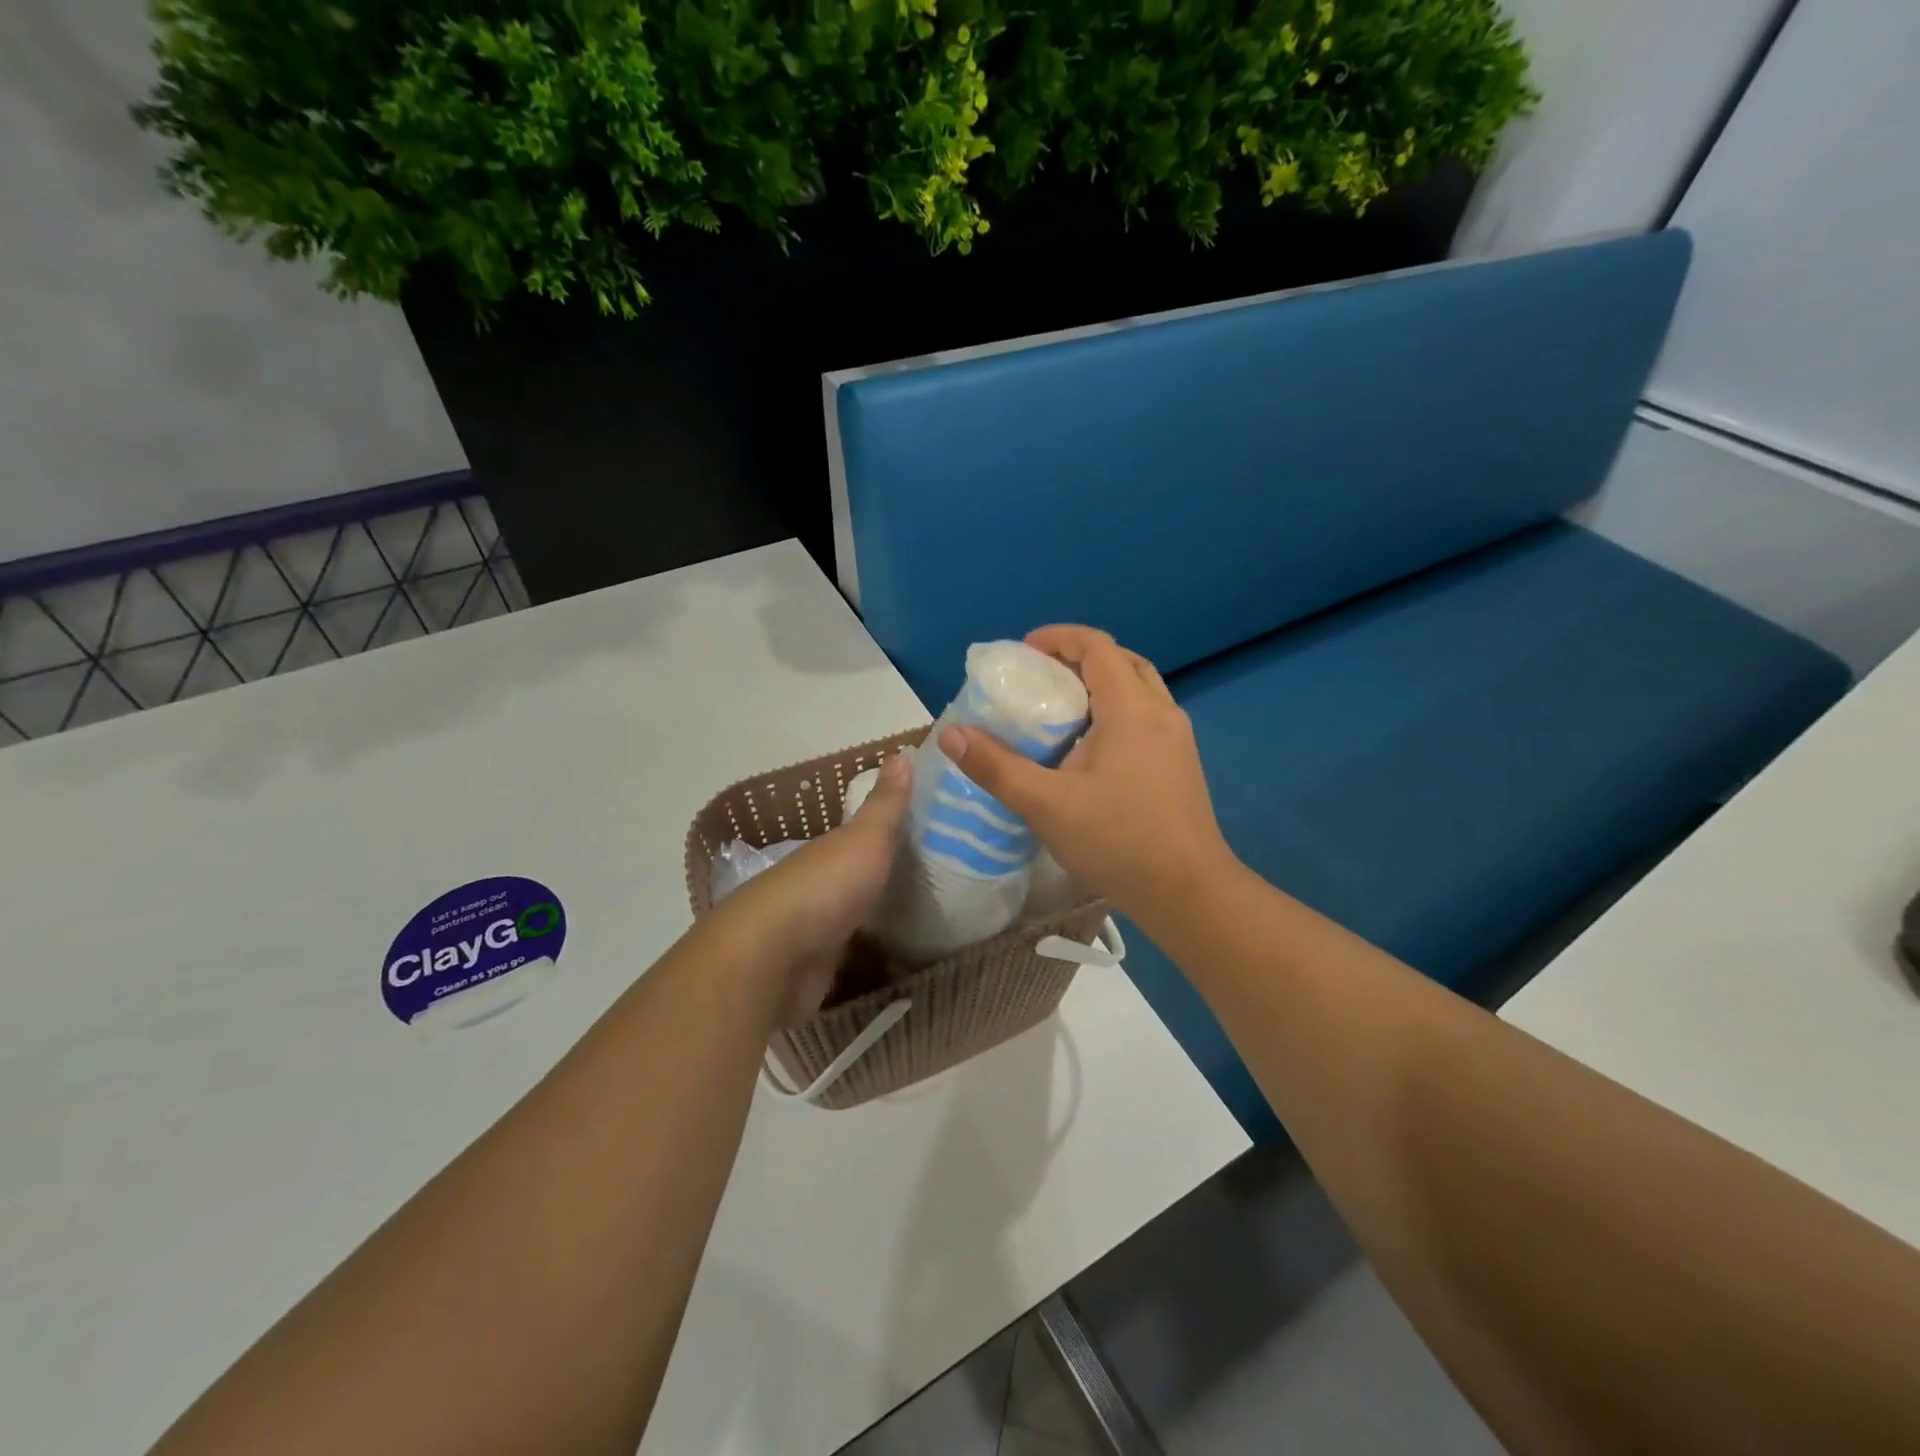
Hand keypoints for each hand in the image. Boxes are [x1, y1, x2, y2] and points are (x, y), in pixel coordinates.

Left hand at [708, 749, 912, 1027]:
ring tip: (934, 924)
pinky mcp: (818, 972)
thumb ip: (886, 804)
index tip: (935, 835)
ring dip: (882, 919)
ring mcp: (816, 930)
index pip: (865, 837)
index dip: (895, 833)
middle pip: (861, 878)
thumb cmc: (824, 887)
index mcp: (830, 851)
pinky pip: (855, 959)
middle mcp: (820, 886)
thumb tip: (900, 750)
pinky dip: (874, 959)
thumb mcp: (864, 838)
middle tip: (948, 883)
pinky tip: (904, 964)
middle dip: (893, 879)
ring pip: (857, 919)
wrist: (773, 960)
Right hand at [938, 626, 1236, 927]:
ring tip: (1061, 709)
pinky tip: (1090, 748)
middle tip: (1040, 677)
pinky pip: (1146, 715)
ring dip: (1100, 684)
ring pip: (1139, 688)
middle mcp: (1161, 712)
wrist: (1188, 892)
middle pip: (1121, 661)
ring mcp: (1178, 738)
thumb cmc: (1118, 842)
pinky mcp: (1182, 762)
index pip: (1097, 647)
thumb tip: (950, 734)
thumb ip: (996, 767)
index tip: (1023, 651)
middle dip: (1078, 658)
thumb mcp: (1046, 805)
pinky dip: (1116, 710)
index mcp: (1132, 709)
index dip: (1058, 638)